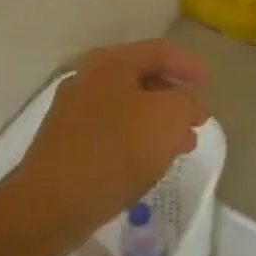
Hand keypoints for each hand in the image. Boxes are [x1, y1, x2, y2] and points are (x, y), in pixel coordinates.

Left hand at [5, 39, 208, 255]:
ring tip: (179, 146)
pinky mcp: (64, 144)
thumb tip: (186, 104)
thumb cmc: (115, 150)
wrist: (49, 205)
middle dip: (172, 96)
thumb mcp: (169, 118)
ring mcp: (72, 111)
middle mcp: (89, 77)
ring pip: (126, 107)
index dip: (187, 64)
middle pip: (141, 77)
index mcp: (112, 62)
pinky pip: (109, 132)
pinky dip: (134, 140)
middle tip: (195, 118)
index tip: (207, 82)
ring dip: (156, 122)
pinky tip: (146, 163)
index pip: (159, 50)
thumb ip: (186, 102)